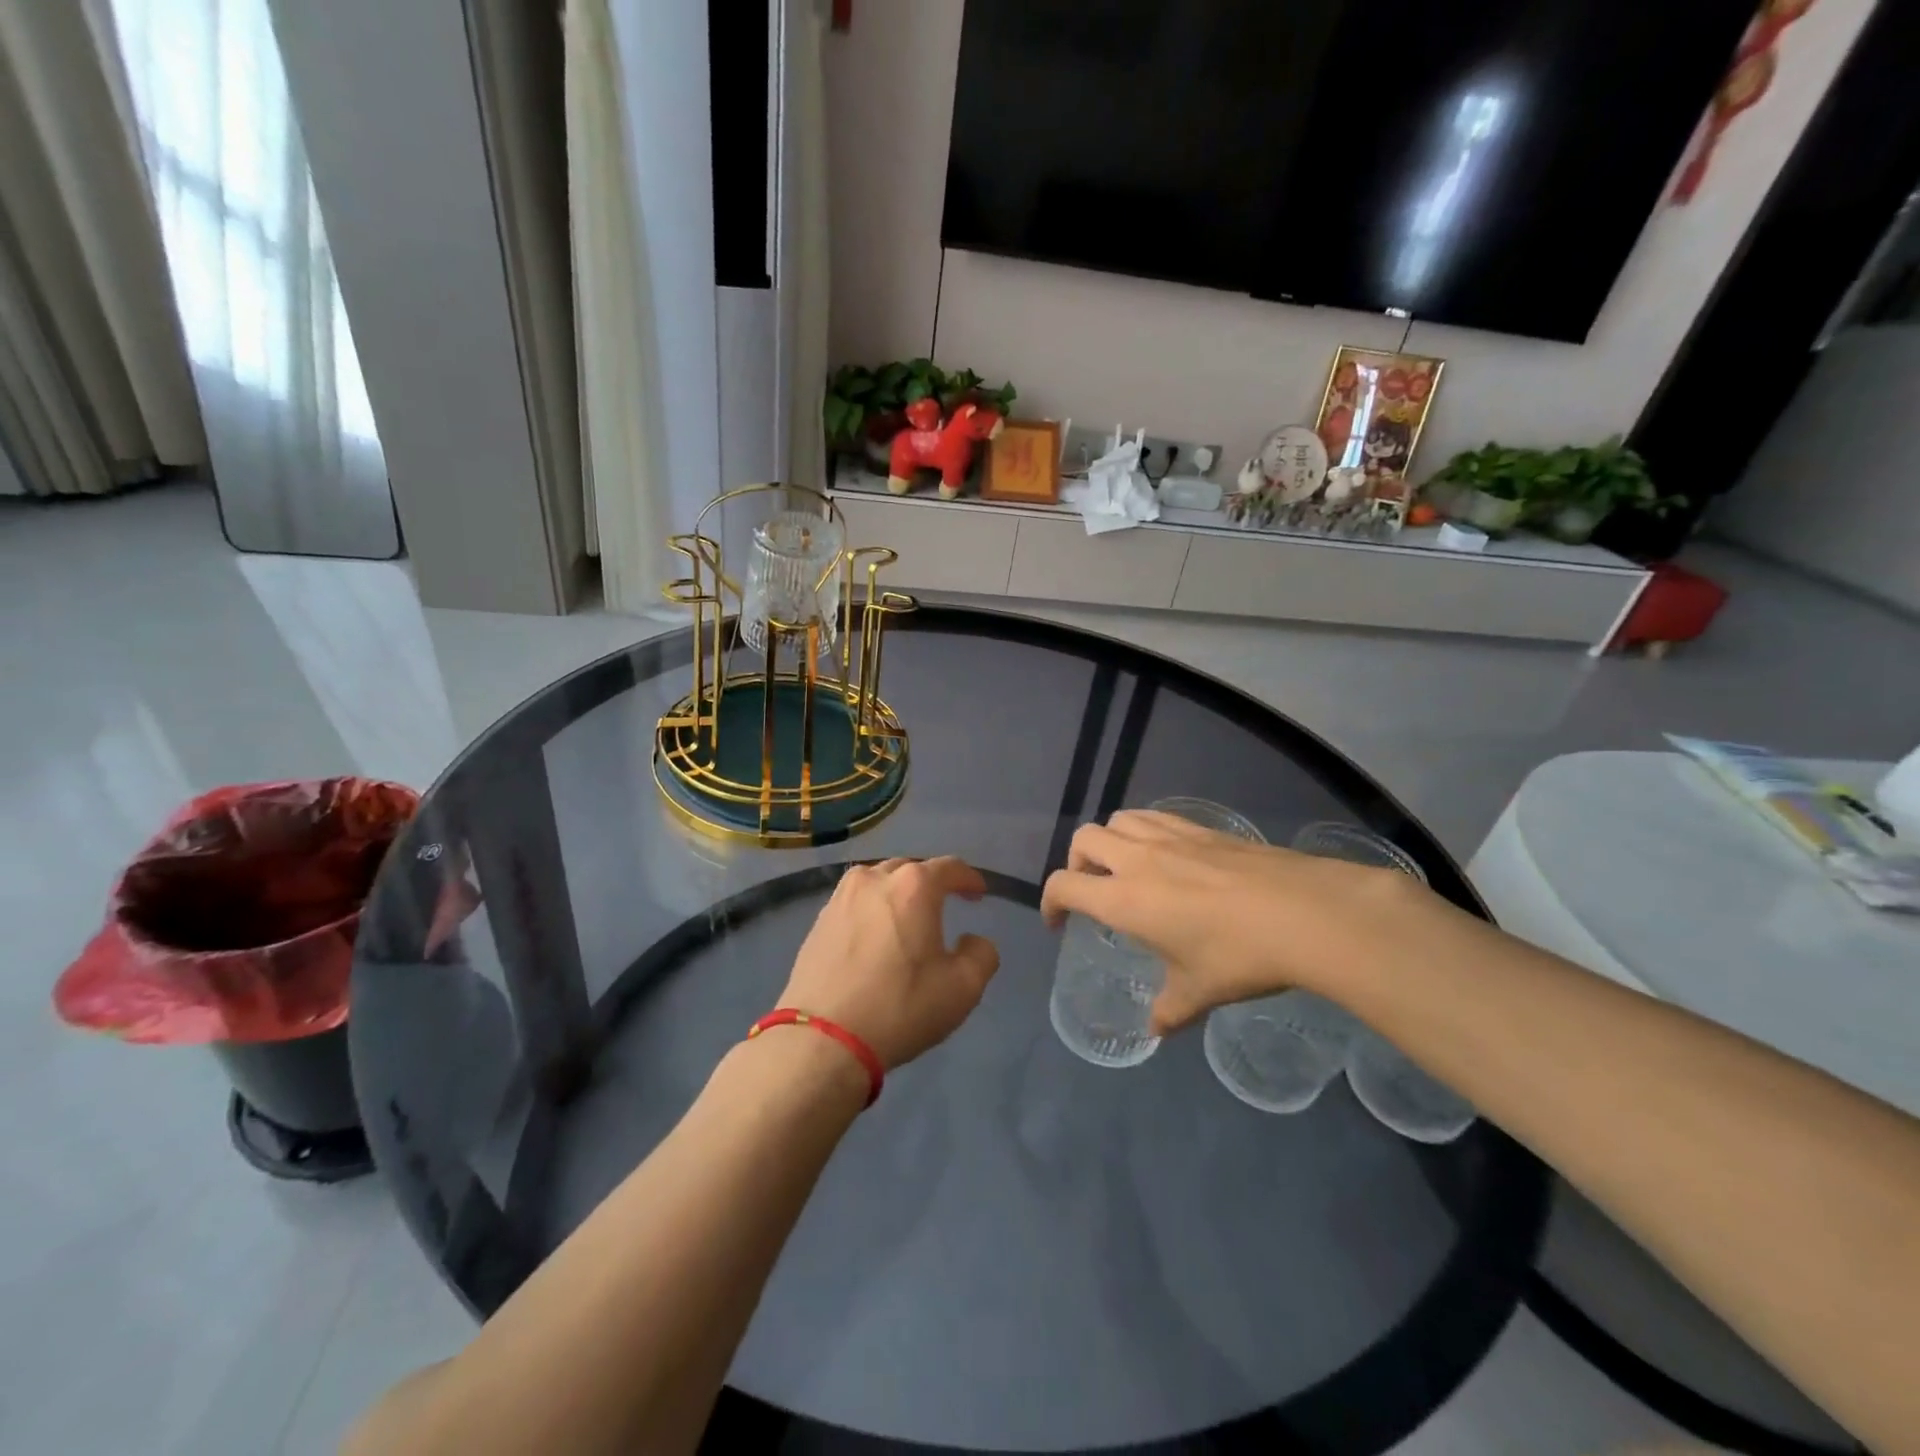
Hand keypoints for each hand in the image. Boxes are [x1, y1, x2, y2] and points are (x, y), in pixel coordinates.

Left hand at [779, 857, 1001, 1069]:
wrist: (822, 1040)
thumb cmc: (899, 1007)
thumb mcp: (963, 988)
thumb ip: (981, 954)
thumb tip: (971, 940)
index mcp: (913, 886)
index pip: (950, 867)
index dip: (969, 878)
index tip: (978, 894)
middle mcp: (875, 878)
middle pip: (912, 869)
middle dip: (932, 884)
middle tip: (945, 907)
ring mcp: (841, 896)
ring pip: (880, 881)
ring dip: (899, 893)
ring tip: (908, 918)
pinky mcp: (819, 919)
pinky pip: (856, 901)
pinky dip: (873, 909)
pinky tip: (876, 934)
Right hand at [1040, 810, 1423, 1033]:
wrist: (1301, 913)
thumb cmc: (1239, 956)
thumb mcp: (1198, 992)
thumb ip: (1169, 1010)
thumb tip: (1155, 1029)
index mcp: (1124, 899)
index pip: (1064, 885)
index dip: (1050, 903)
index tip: (1059, 923)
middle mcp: (1137, 860)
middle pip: (1084, 839)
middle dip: (1076, 863)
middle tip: (1093, 891)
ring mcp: (1170, 837)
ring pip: (1118, 820)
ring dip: (1109, 841)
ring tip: (1126, 868)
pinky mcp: (1201, 827)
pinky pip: (1154, 816)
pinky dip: (1143, 830)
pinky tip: (1166, 854)